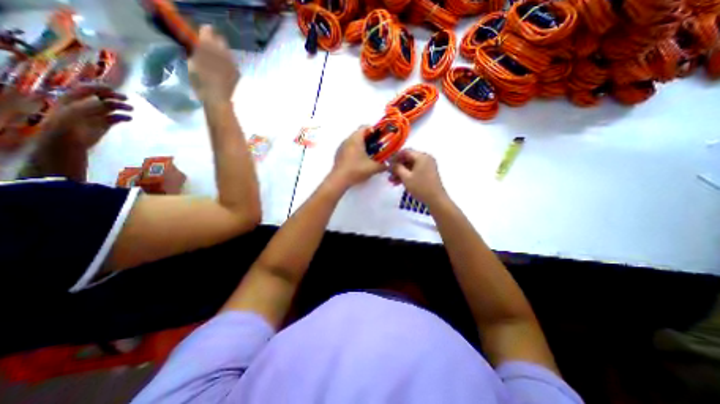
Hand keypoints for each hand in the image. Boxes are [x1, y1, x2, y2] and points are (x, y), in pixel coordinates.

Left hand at [41, 84, 132, 148]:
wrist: (67, 142)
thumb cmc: (66, 125)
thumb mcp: (76, 112)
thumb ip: (91, 105)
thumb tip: (108, 102)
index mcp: (73, 99)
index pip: (86, 89)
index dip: (98, 87)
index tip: (113, 88)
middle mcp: (84, 105)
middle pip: (101, 97)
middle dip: (113, 97)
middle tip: (126, 98)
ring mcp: (95, 115)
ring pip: (110, 107)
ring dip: (121, 107)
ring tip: (131, 109)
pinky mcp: (104, 125)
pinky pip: (115, 118)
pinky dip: (123, 117)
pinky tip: (128, 118)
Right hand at [187, 25, 237, 104]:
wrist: (217, 97)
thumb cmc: (200, 80)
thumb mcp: (192, 63)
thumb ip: (197, 51)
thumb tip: (199, 49)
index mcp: (208, 46)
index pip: (208, 30)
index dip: (205, 32)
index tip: (202, 36)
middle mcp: (223, 52)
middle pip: (221, 40)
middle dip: (216, 42)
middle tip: (210, 49)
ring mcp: (232, 63)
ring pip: (228, 52)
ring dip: (223, 54)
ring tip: (218, 61)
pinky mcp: (238, 72)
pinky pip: (233, 64)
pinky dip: (228, 65)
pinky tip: (224, 71)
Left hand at [332, 127, 388, 187]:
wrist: (339, 179)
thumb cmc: (356, 170)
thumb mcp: (373, 168)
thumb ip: (383, 165)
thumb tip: (388, 165)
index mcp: (356, 139)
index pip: (365, 127)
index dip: (374, 130)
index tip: (380, 137)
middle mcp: (347, 140)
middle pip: (359, 134)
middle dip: (368, 139)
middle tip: (376, 147)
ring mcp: (341, 147)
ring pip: (353, 141)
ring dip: (361, 145)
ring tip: (368, 155)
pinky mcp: (338, 154)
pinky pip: (348, 148)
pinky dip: (355, 151)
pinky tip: (359, 161)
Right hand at [392, 149, 448, 204]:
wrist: (436, 200)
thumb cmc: (420, 187)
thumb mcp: (406, 177)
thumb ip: (397, 168)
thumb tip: (390, 163)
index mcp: (421, 157)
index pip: (405, 151)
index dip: (395, 157)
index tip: (387, 164)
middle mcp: (426, 158)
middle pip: (408, 159)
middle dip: (397, 166)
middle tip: (388, 173)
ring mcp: (428, 165)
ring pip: (410, 166)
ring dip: (401, 172)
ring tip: (391, 180)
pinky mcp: (428, 173)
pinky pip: (415, 170)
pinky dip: (407, 175)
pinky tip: (398, 182)